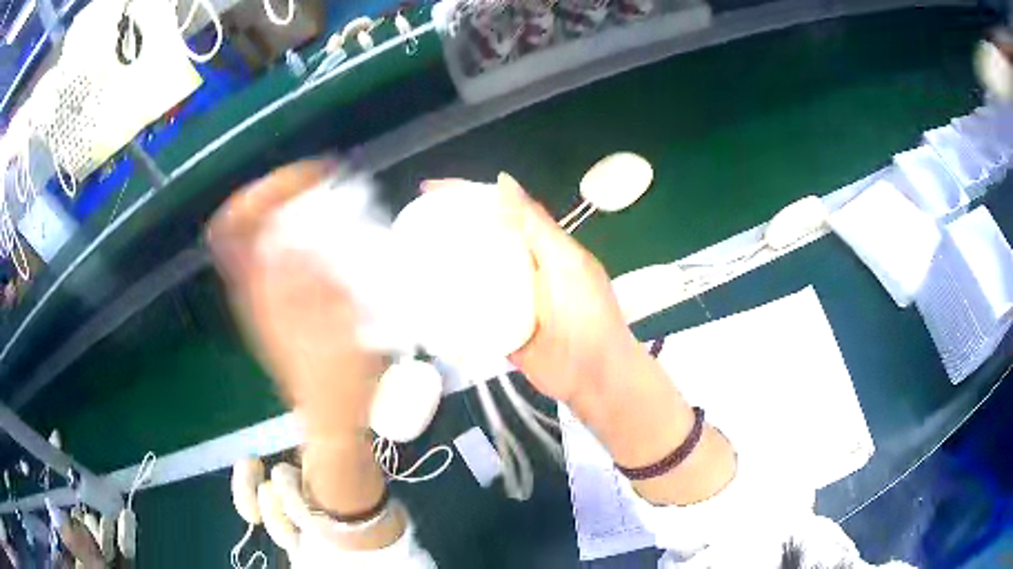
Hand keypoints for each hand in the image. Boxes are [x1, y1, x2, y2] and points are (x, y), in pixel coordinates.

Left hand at [206, 160, 384, 440]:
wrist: (333, 419)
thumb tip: (289, 235)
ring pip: (257, 235)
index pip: (236, 225)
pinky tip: (324, 238)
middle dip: (276, 192)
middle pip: (243, 222)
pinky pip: (273, 253)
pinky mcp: (277, 306)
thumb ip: (311, 281)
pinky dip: (292, 232)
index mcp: (261, 293)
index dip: (264, 191)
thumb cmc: (340, 382)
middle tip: (317, 184)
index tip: (307, 179)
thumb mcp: (335, 330)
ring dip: (285, 209)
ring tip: (322, 201)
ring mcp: (262, 297)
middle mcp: (252, 289)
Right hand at [423, 173, 644, 410]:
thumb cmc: (588, 315)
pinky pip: (467, 311)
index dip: (468, 194)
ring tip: (407, 259)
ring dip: (443, 266)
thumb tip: (502, 181)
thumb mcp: (566, 263)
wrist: (593, 377)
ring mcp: (507, 299)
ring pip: (470, 275)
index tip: (431, 190)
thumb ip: (536, 226)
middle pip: (480, 239)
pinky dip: (448, 304)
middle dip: (448, 228)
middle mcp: (521, 267)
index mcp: (540, 245)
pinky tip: (422, 301)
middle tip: (411, 226)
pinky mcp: (496, 329)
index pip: (501, 209)